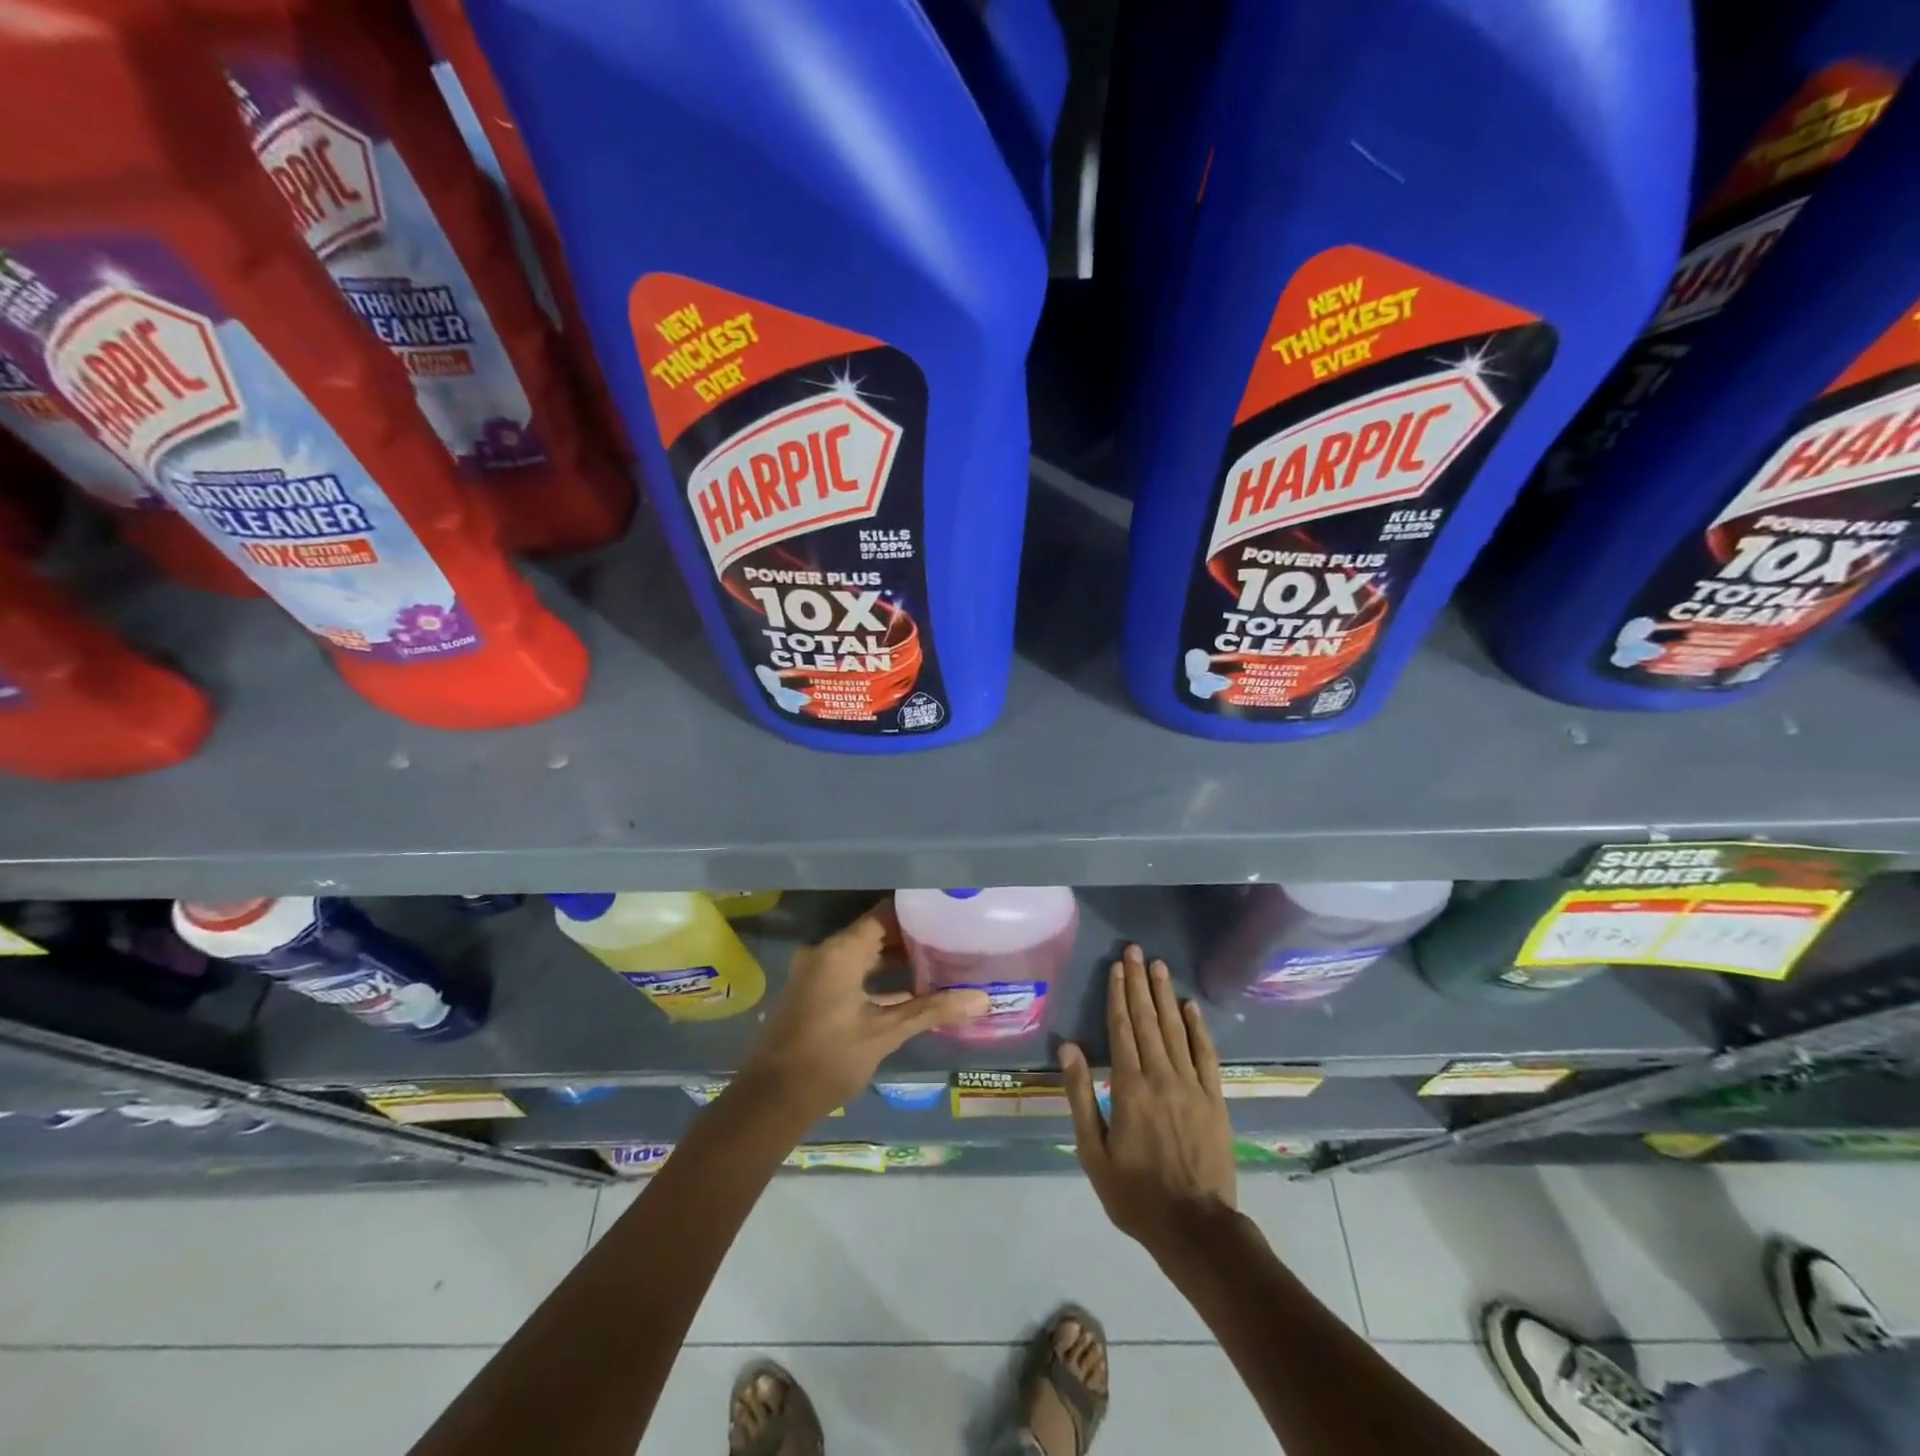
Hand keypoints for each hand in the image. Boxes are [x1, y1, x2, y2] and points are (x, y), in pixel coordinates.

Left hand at [738, 907, 988, 1120]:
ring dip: (897, 962)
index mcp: (840, 952)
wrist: (770, 1102)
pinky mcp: (815, 995)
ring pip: (865, 957)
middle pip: (876, 934)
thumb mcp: (885, 1033)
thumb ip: (932, 1011)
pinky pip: (853, 975)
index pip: (884, 916)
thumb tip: (982, 998)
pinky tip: (912, 993)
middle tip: (952, 940)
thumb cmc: (829, 1058)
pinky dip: (879, 980)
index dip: (917, 914)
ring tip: (940, 964)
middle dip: (912, 939)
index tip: (948, 915)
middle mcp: (826, 954)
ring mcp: (817, 975)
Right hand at [1061, 945, 1236, 1257]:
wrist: (1195, 1228)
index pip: (1121, 1029)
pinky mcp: (1214, 1099)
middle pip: (1148, 1020)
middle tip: (1136, 951)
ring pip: (1176, 1030)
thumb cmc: (1135, 1194)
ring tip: (1158, 966)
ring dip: (1165, 995)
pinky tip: (1190, 1006)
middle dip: (1139, 983)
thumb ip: (1081, 1096)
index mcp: (1129, 1088)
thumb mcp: (1093, 1152)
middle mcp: (1161, 1077)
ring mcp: (1192, 1086)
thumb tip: (1069, 1047)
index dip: (1117, 995)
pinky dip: (1198, 1027)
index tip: (1116, 967)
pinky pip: (1205, 1054)